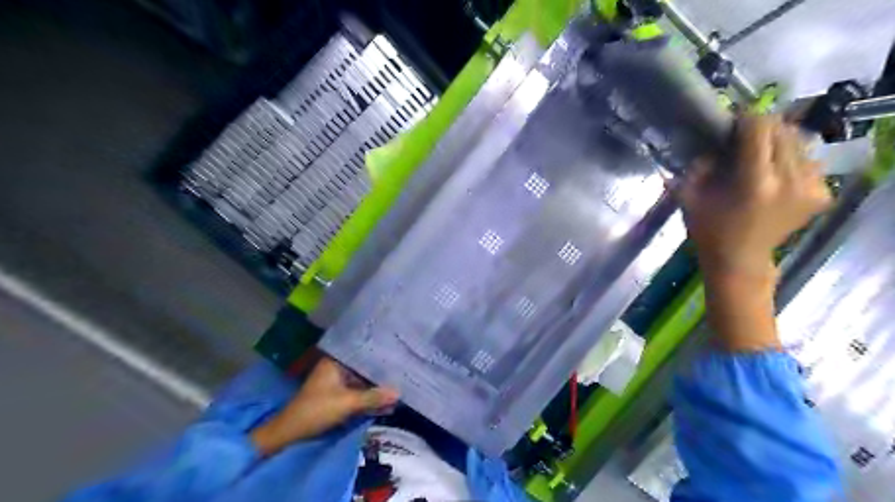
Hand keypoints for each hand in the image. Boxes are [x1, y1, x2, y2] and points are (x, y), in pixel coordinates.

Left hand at [247, 355, 393, 455]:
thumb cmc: (316, 410)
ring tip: (401, 385)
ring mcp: (337, 383)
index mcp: (335, 362)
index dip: (380, 354)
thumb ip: (373, 397)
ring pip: (362, 382)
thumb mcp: (347, 403)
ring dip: (377, 388)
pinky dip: (369, 398)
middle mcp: (337, 368)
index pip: (362, 352)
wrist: (289, 433)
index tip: (398, 352)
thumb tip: (399, 392)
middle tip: (404, 370)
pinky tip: (386, 402)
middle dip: (381, 373)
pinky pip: (358, 393)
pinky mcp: (337, 396)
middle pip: (364, 368)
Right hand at [680, 114, 831, 277]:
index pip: (759, 130)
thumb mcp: (691, 198)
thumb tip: (711, 145)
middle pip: (784, 131)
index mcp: (754, 182)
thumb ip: (698, 167)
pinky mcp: (822, 194)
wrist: (740, 259)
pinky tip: (776, 169)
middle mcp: (789, 181)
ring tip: (761, 151)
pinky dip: (793, 158)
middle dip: (763, 127)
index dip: (746, 119)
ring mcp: (811, 188)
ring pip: (801, 142)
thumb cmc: (709, 230)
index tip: (734, 119)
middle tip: (745, 133)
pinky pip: (810, 161)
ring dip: (780, 140)